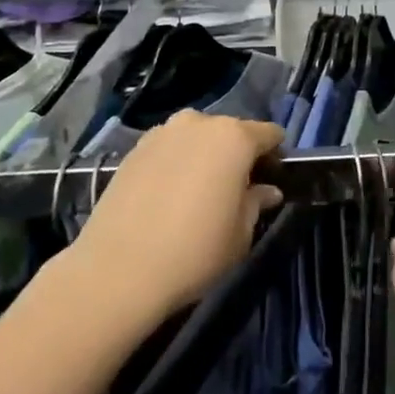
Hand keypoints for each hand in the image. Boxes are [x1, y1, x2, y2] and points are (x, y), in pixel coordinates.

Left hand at [66, 109, 284, 329]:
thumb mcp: (240, 235)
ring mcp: (163, 133)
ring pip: (196, 138)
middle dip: (237, 154)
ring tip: (198, 191)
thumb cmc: (194, 251)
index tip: (274, 177)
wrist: (118, 270)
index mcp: (234, 138)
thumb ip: (256, 204)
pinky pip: (168, 149)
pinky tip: (169, 195)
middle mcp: (199, 123)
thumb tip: (266, 190)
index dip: (275, 154)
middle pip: (230, 132)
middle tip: (236, 188)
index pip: (269, 134)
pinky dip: (175, 163)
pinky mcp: (134, 150)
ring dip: (204, 156)